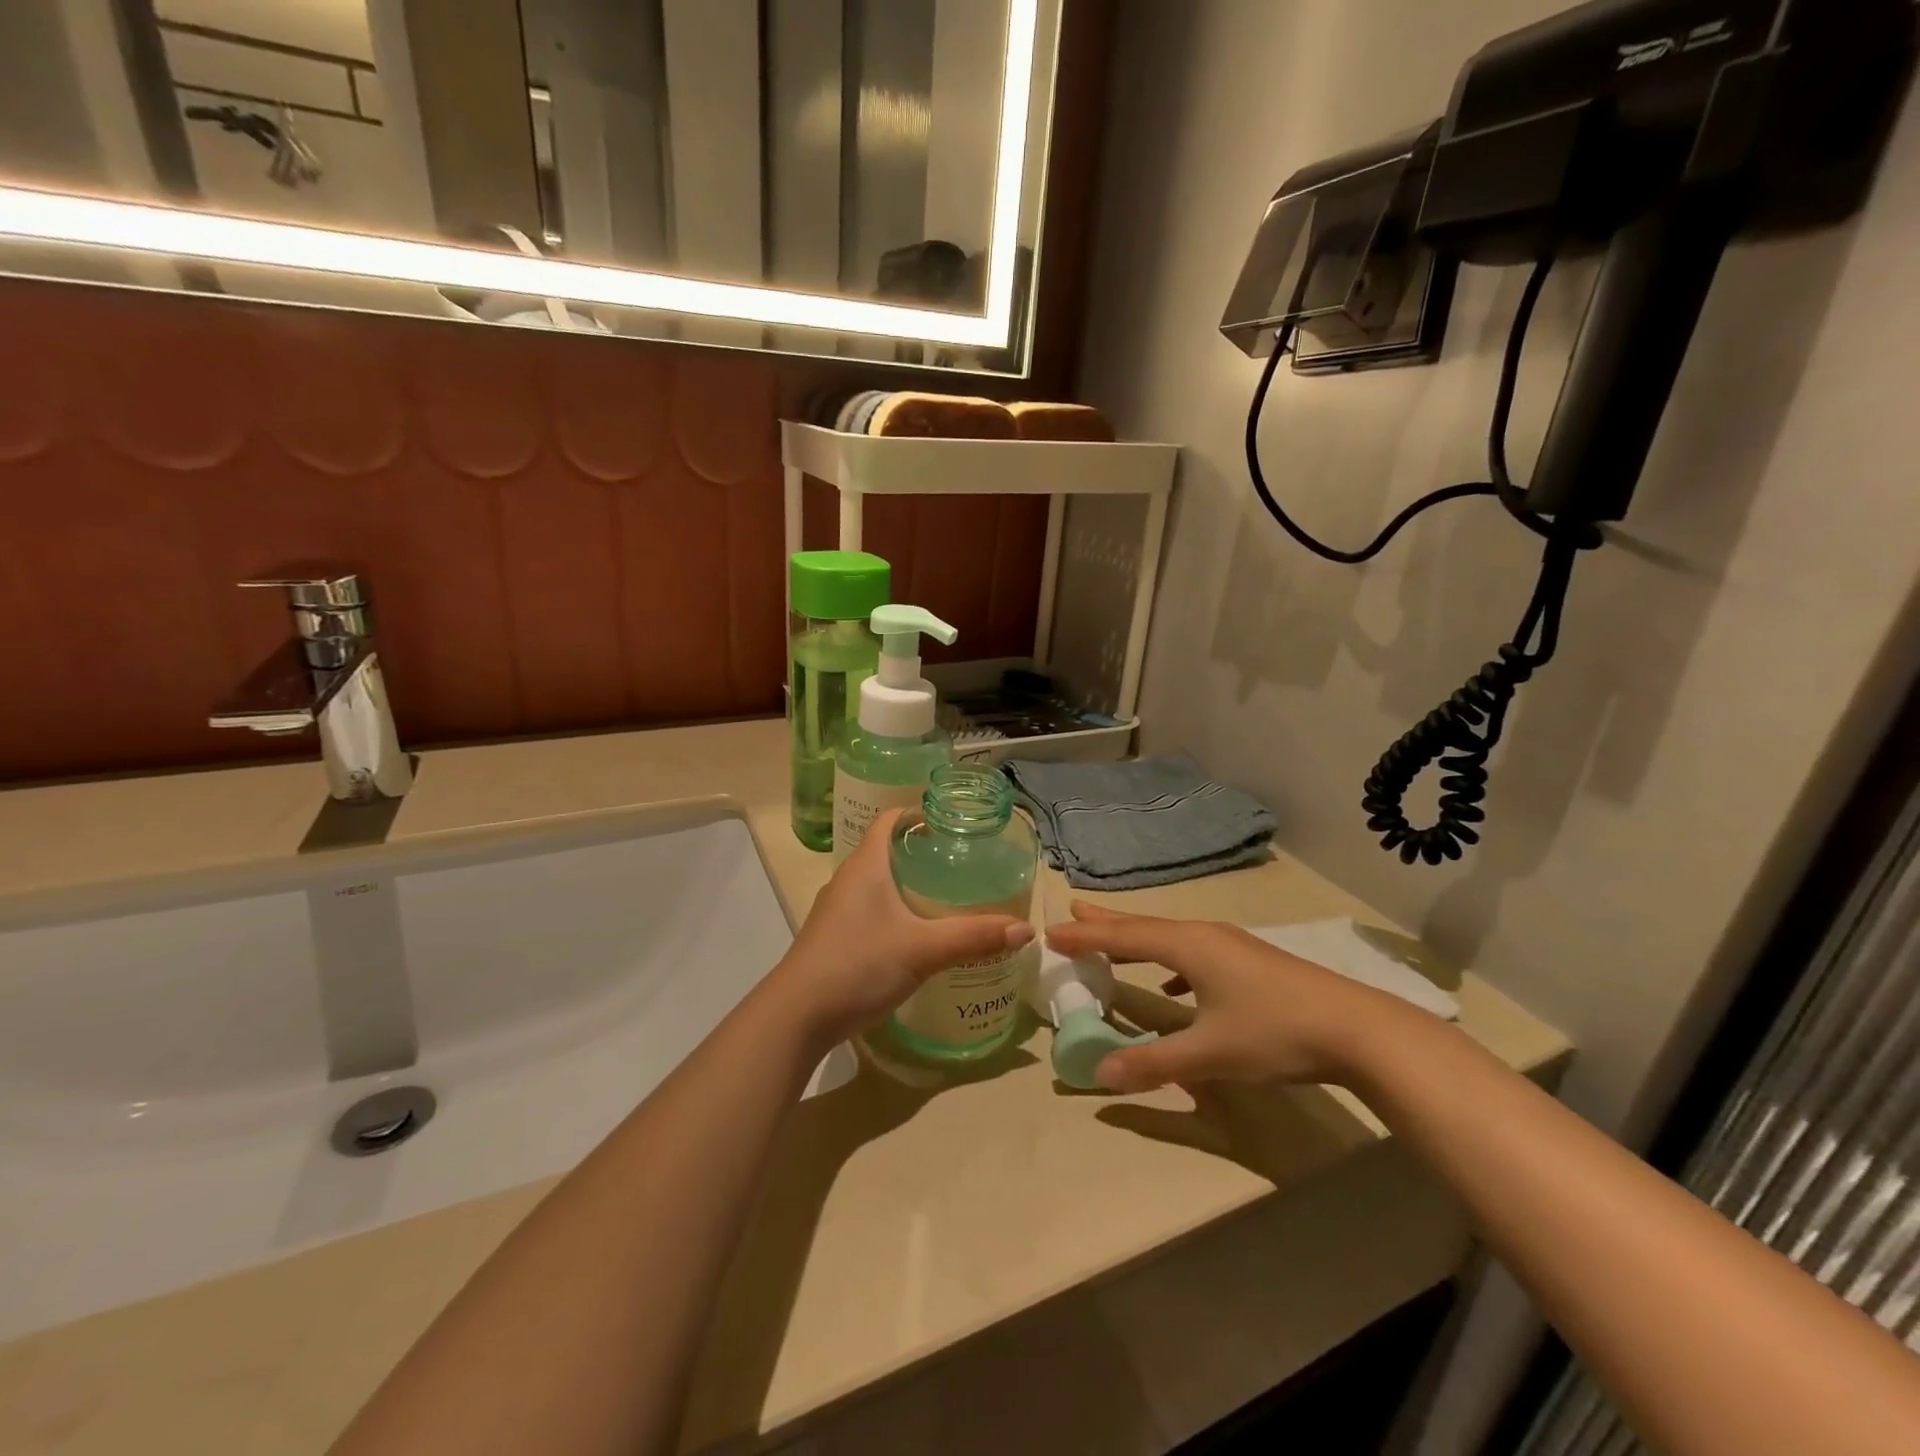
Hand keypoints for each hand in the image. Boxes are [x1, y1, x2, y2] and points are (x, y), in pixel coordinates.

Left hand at [769, 810, 1033, 1050]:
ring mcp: (837, 909)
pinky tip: (917, 933)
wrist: (796, 1017)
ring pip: (878, 882)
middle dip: (923, 851)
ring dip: (908, 883)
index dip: (920, 813)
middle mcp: (848, 878)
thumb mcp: (922, 950)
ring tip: (947, 895)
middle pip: (887, 849)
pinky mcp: (834, 936)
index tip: (955, 822)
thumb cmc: (858, 965)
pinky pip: (870, 909)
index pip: (890, 819)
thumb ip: (974, 937)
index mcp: (866, 864)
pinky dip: (895, 910)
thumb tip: (1025, 930)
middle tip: (964, 862)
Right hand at [1046, 903, 1410, 1092]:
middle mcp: (1204, 936)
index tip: (1051, 930)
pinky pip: (1193, 953)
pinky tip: (1173, 984)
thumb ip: (1154, 1063)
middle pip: (1144, 926)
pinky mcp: (1249, 963)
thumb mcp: (1210, 1053)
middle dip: (1107, 922)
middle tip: (1073, 909)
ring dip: (1137, 938)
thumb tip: (1101, 1073)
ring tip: (1112, 939)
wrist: (1357, 1029)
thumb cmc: (1275, 1032)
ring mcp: (1230, 947)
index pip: (1124, 936)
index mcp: (1189, 946)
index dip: (1086, 936)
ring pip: (1170, 937)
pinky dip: (1169, 960)